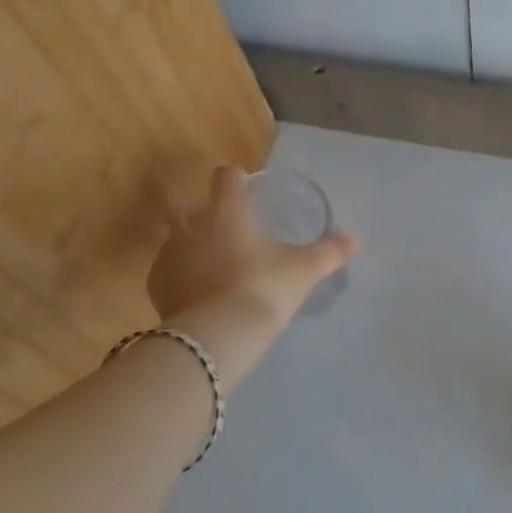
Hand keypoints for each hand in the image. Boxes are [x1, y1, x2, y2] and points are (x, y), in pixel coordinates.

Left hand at [147, 167, 355, 328]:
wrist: (217, 336)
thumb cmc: (263, 289)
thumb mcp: (303, 270)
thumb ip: (329, 251)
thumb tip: (355, 238)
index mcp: (227, 211)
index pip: (226, 177)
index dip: (236, 179)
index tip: (246, 190)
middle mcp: (191, 224)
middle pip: (183, 201)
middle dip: (198, 208)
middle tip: (223, 227)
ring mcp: (168, 254)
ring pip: (174, 237)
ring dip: (189, 244)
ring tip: (213, 266)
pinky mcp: (156, 285)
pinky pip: (168, 271)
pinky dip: (181, 276)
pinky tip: (199, 294)